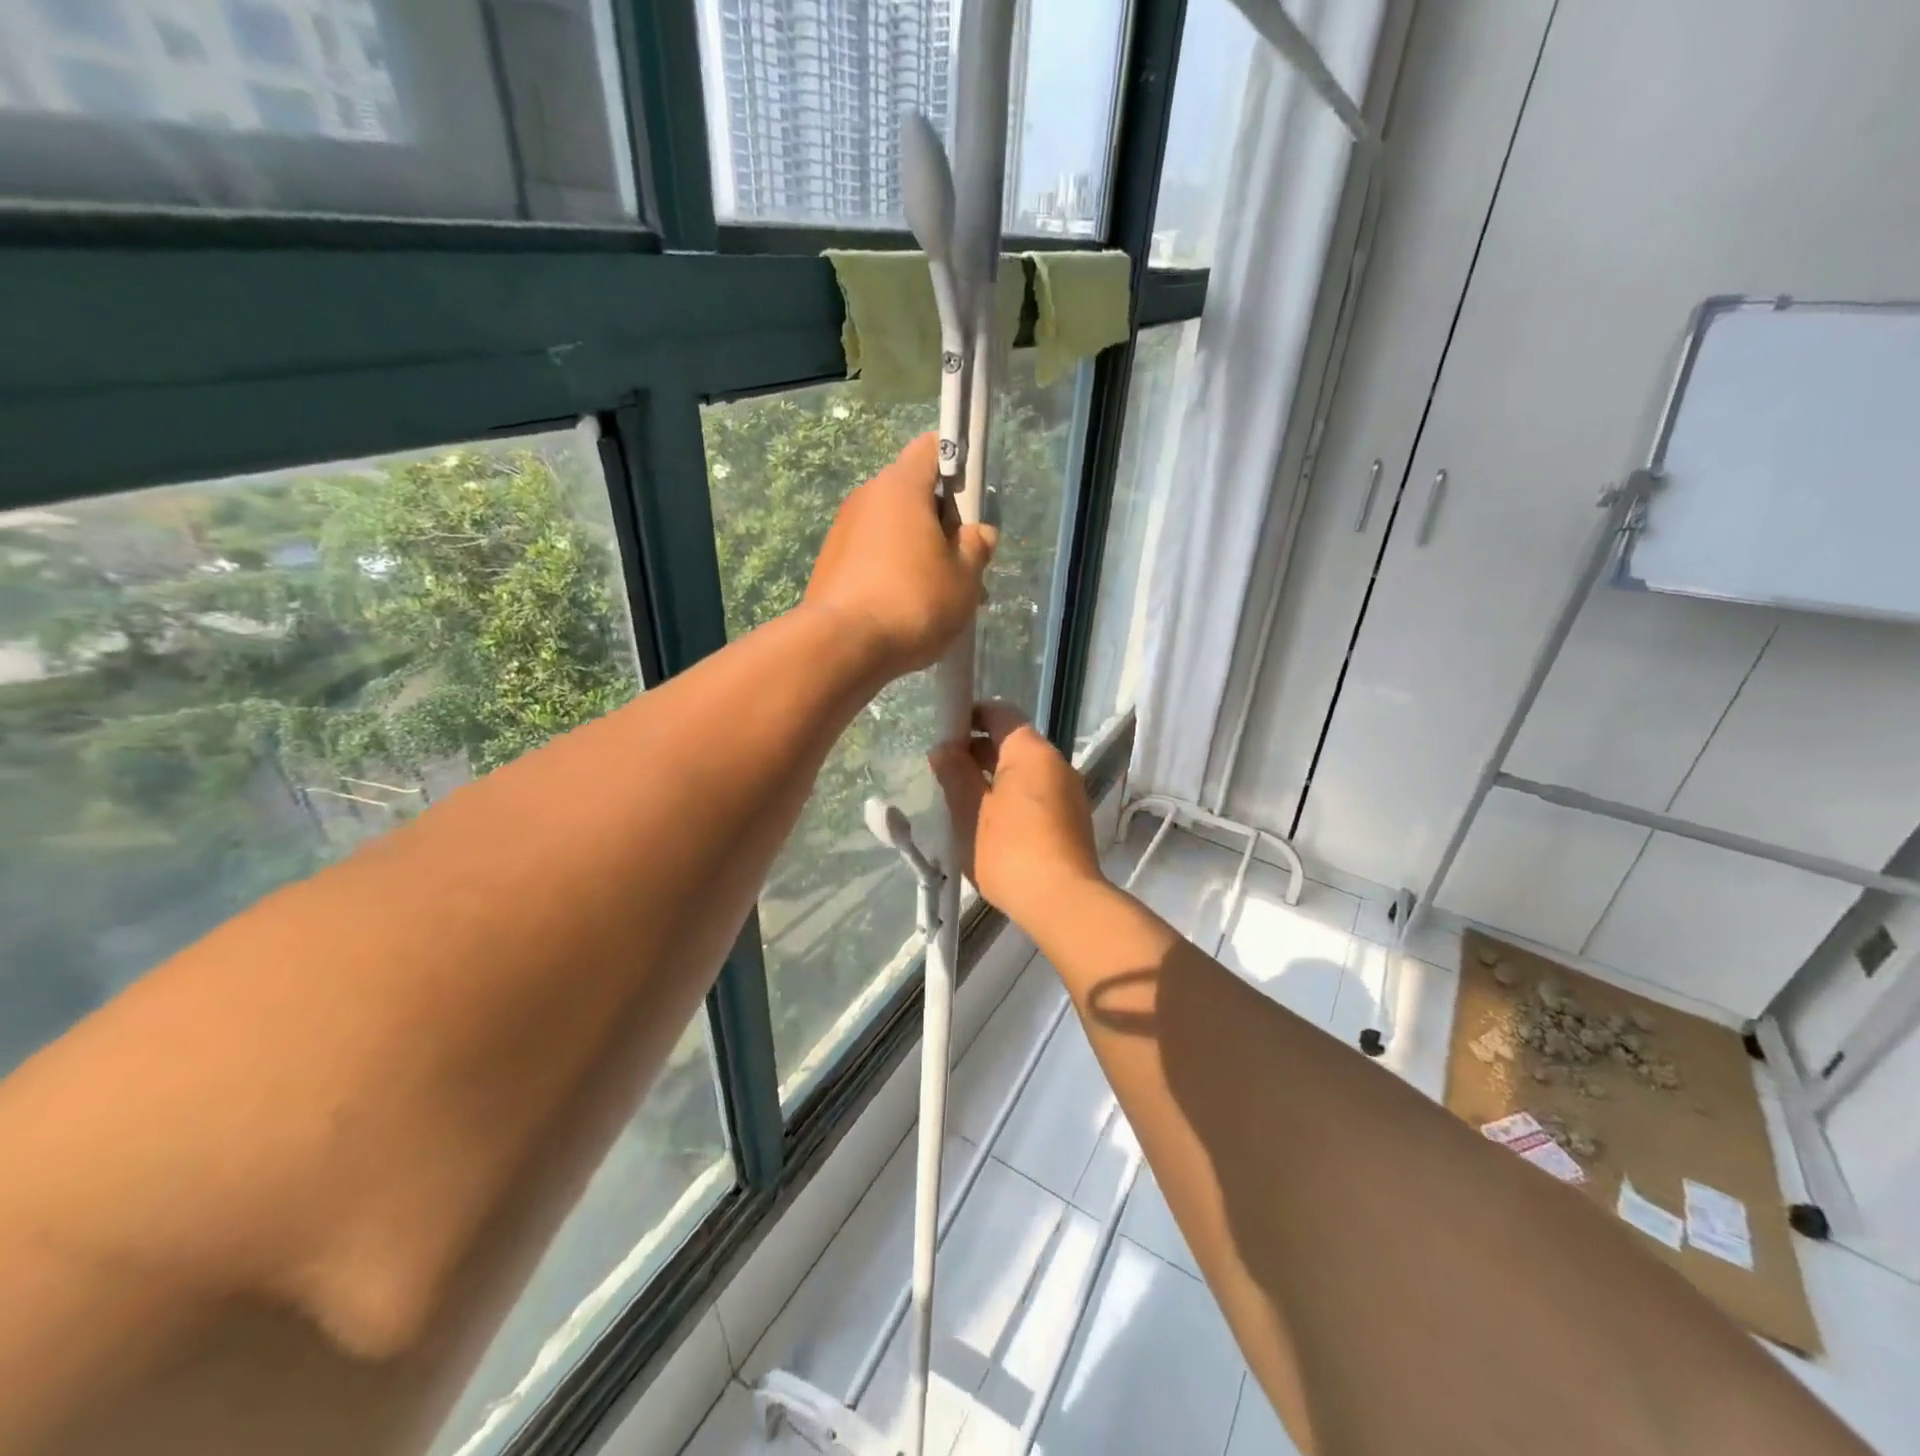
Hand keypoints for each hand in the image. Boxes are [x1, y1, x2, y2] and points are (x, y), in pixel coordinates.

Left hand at [804, 434, 996, 680]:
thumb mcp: (964, 578)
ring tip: (939, 600)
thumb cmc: (913, 601)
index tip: (971, 500)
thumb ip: (976, 548)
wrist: (842, 646)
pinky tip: (907, 612)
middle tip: (964, 566)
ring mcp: (843, 531)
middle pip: (913, 495)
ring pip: (894, 531)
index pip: (932, 448)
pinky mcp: (830, 564)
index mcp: (901, 486)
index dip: (957, 465)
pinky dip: (893, 573)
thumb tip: (978, 533)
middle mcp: (867, 498)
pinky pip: (872, 556)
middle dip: (942, 525)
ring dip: (920, 554)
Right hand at [929, 702, 1103, 929]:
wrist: (1062, 901)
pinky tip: (986, 823)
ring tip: (958, 799)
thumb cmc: (1009, 849)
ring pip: (1022, 772)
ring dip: (991, 778)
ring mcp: (1068, 793)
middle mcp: (1056, 763)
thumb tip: (945, 749)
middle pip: (1012, 743)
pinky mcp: (1070, 820)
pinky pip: (1034, 795)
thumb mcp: (969, 810)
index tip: (941, 734)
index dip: (968, 716)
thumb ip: (954, 773)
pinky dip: (1009, 798)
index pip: (999, 713)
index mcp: (1031, 751)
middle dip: (976, 752)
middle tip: (942, 770)